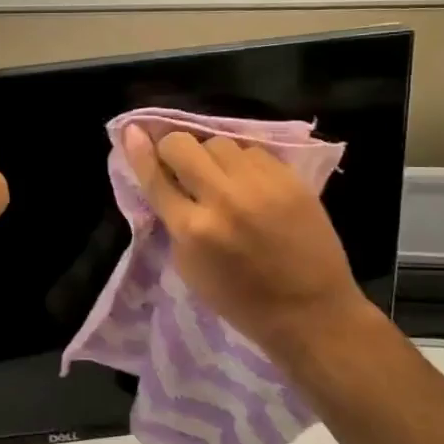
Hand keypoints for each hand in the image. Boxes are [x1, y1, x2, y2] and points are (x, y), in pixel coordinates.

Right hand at [124, 127, 375, 379]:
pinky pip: (253, 150)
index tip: (132, 131)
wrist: (310, 312)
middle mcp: (224, 199)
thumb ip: (174, 220)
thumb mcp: (189, 266)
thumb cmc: (241, 299)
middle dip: (173, 148)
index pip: (155, 177)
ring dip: (210, 155)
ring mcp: (261, 185)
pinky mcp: (291, 180)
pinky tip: (248, 180)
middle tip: (178, 162)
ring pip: (219, 142)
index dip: (139, 151)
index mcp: (193, 229)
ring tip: (219, 175)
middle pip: (183, 145)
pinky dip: (242, 161)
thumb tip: (163, 179)